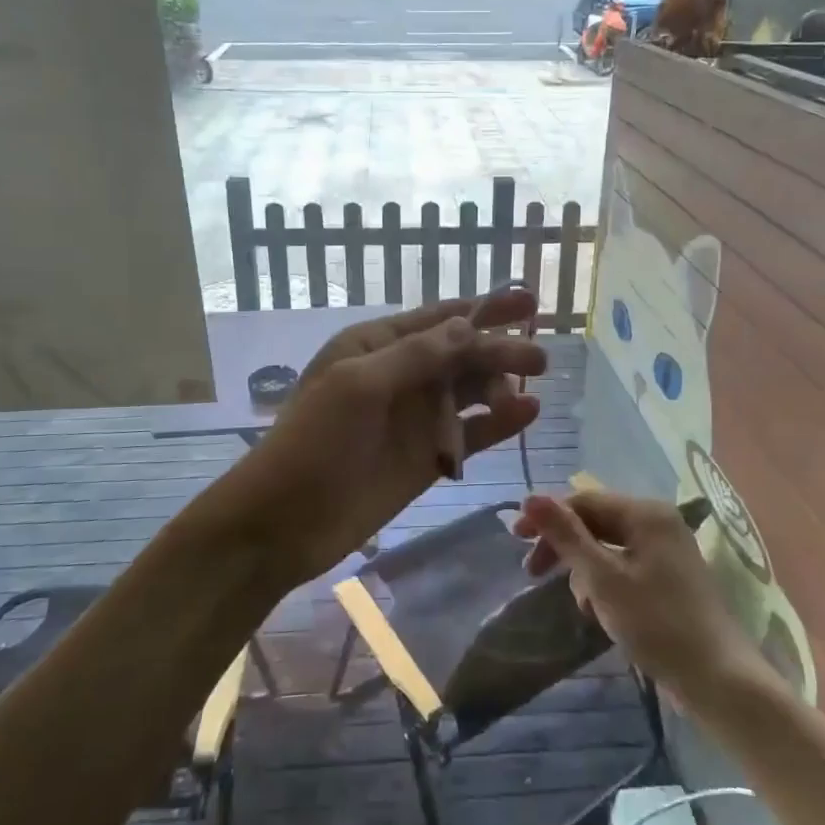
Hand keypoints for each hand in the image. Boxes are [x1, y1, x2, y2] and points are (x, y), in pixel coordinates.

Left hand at [246, 292, 546, 581]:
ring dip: (501, 387)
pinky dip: (497, 424)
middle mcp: (401, 375)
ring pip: (469, 392)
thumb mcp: (358, 386)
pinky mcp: (427, 457)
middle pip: (461, 354)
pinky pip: (470, 433)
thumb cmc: (313, 443)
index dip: (484, 308)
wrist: (283, 523)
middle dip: (499, 350)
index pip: (438, 319)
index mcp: (376, 346)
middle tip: (541, 358)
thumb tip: (468, 325)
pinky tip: (526, 414)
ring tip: (532, 390)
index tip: (528, 301)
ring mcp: (415, 417)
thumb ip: (415, 355)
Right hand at [513, 491, 762, 703]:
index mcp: (646, 513)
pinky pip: (625, 566)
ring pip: (608, 547)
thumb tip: (529, 498)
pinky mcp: (670, 578)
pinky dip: (606, 584)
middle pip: (596, 522)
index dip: (548, 517)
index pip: (584, 501)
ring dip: (585, 571)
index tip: (515, 540)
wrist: (718, 679)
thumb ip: (565, 535)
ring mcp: (667, 550)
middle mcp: (658, 522)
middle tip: (533, 573)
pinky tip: (601, 613)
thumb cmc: (656, 623)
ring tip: (582, 605)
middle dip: (565, 547)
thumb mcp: (602, 578)